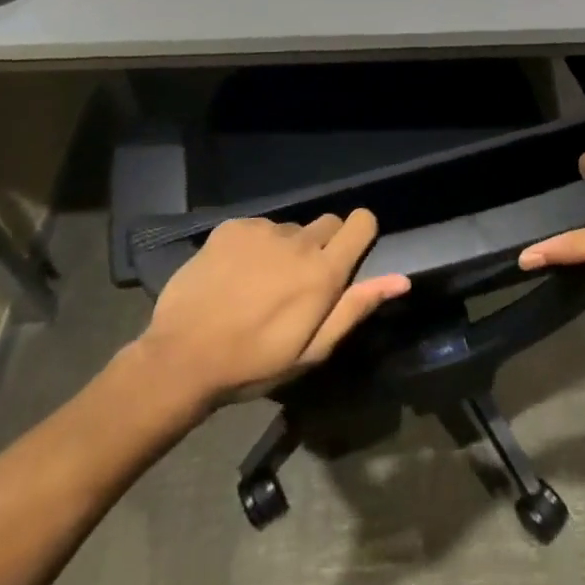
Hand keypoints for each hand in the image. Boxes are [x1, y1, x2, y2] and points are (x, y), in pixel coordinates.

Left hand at [140, 210, 409, 405]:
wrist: (182, 357)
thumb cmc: (254, 362)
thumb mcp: (312, 350)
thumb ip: (356, 308)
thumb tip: (401, 280)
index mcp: (324, 272)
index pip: (362, 223)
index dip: (360, 234)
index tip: (349, 254)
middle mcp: (299, 241)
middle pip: (328, 223)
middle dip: (323, 245)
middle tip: (300, 281)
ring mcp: (263, 230)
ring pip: (290, 229)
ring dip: (286, 249)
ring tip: (260, 283)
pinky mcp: (232, 227)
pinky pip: (257, 228)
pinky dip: (254, 245)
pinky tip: (235, 274)